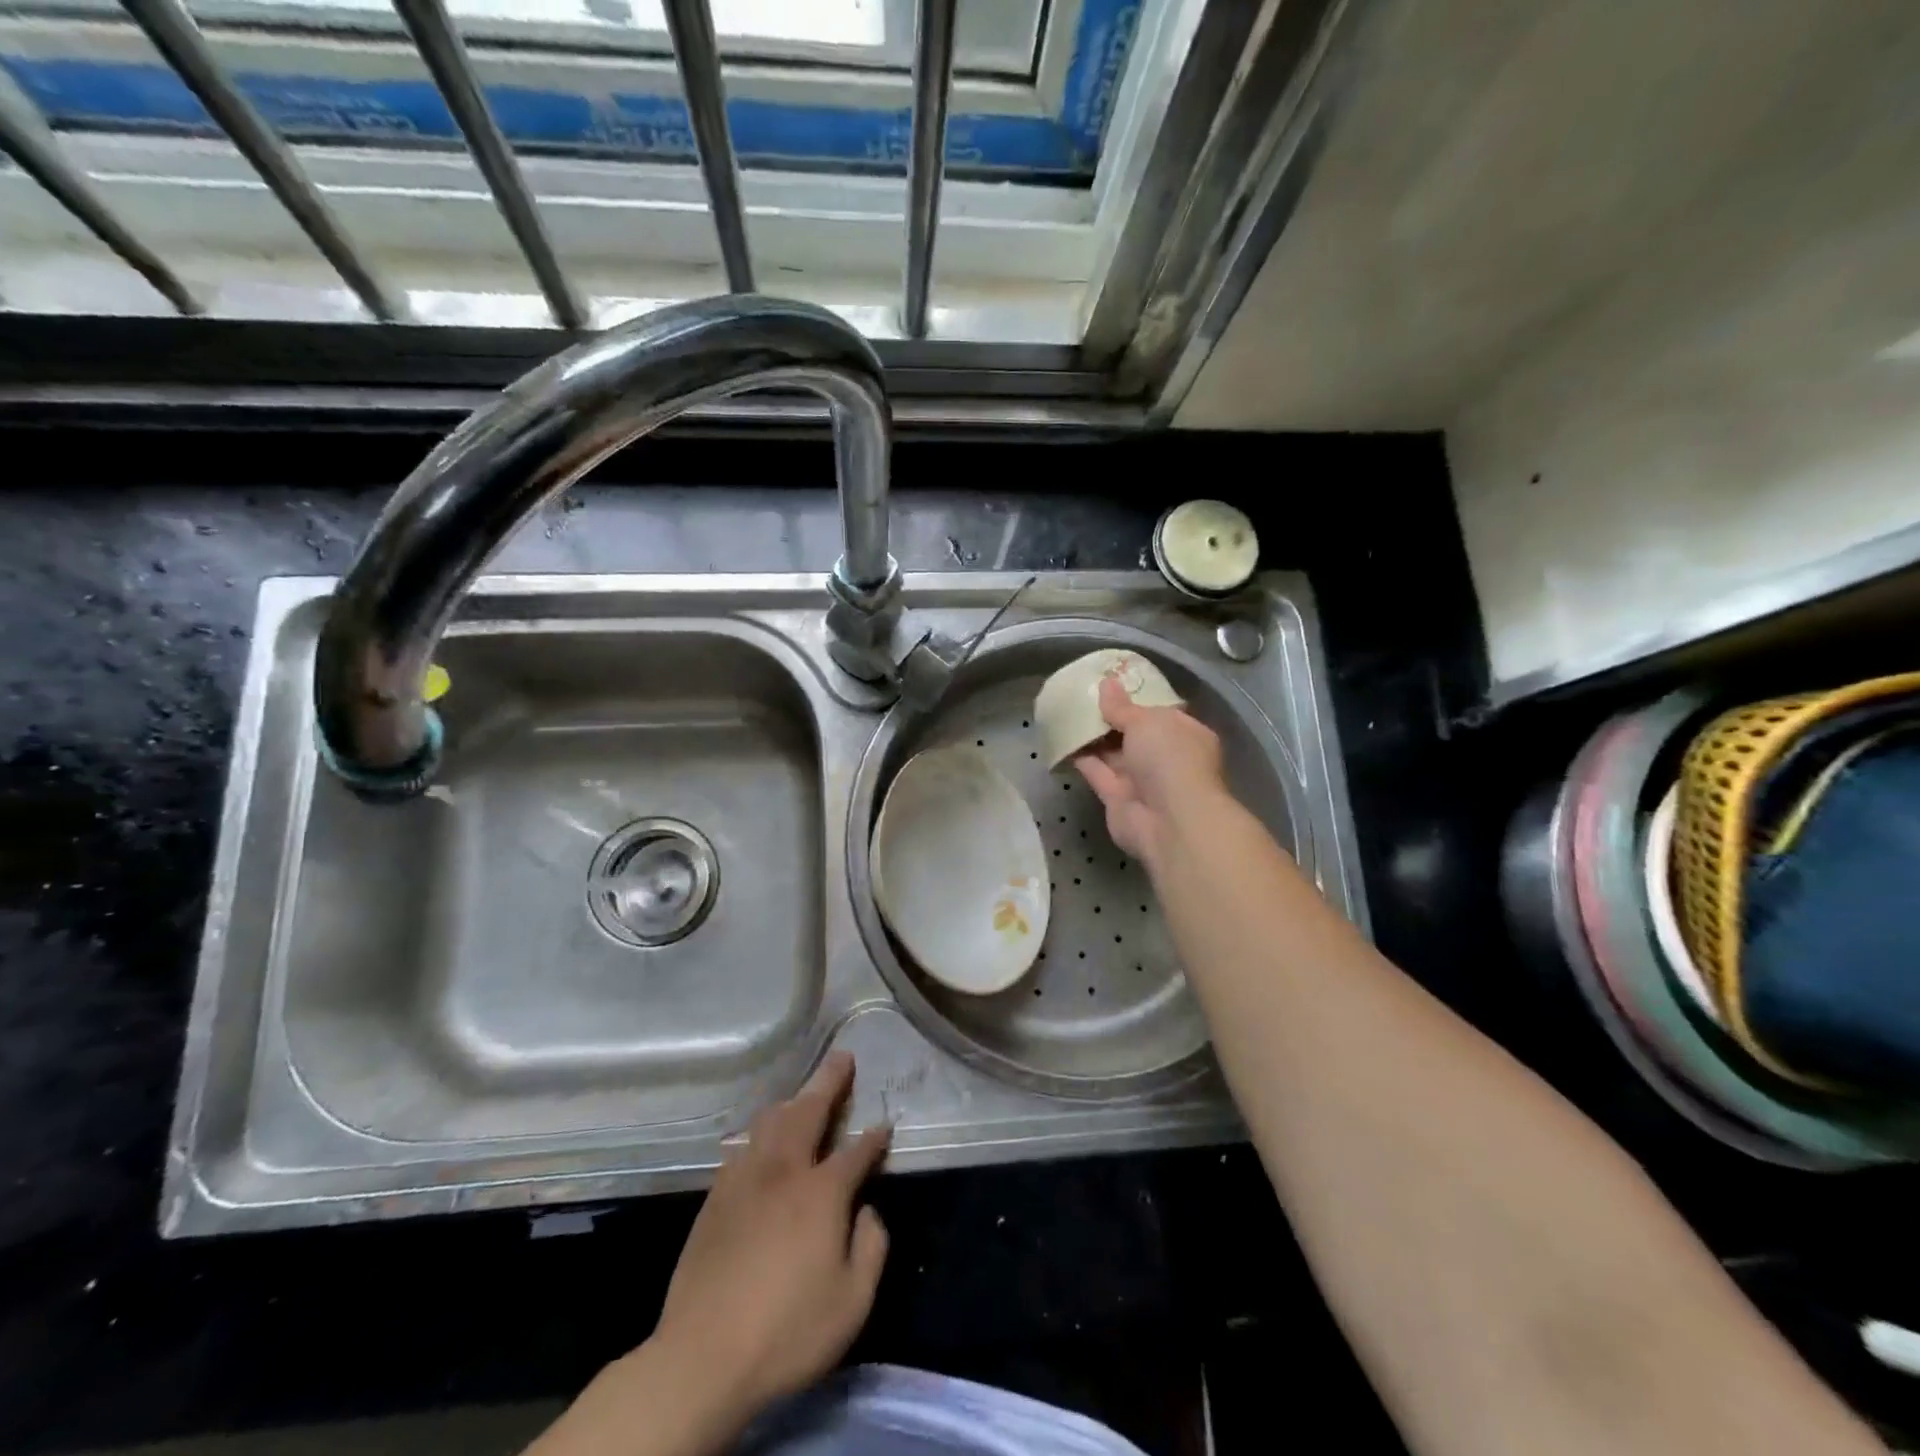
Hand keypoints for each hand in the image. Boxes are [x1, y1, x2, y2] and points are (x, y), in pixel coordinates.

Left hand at [660, 1052, 889, 1421]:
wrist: (702, 1357)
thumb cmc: (787, 1331)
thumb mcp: (852, 1303)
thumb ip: (872, 1247)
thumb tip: (868, 1210)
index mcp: (821, 1192)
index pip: (856, 1151)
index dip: (874, 1138)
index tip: (884, 1125)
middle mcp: (784, 1171)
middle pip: (809, 1111)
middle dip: (829, 1081)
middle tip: (842, 1057)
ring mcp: (745, 1180)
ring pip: (770, 1122)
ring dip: (792, 1101)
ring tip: (803, 1094)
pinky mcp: (715, 1198)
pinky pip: (743, 1148)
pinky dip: (760, 1134)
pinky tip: (761, 1142)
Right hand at [1074, 677, 1227, 866]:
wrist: (1169, 820)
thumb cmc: (1169, 759)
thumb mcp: (1146, 721)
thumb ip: (1122, 707)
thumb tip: (1107, 684)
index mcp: (1185, 734)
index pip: (1160, 713)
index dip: (1137, 699)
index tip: (1112, 685)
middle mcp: (1165, 758)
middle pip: (1134, 734)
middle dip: (1112, 719)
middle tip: (1082, 696)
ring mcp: (1142, 781)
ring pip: (1114, 754)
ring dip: (1093, 737)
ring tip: (1067, 712)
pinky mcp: (1117, 798)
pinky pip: (1097, 772)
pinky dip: (1081, 758)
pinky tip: (1061, 739)